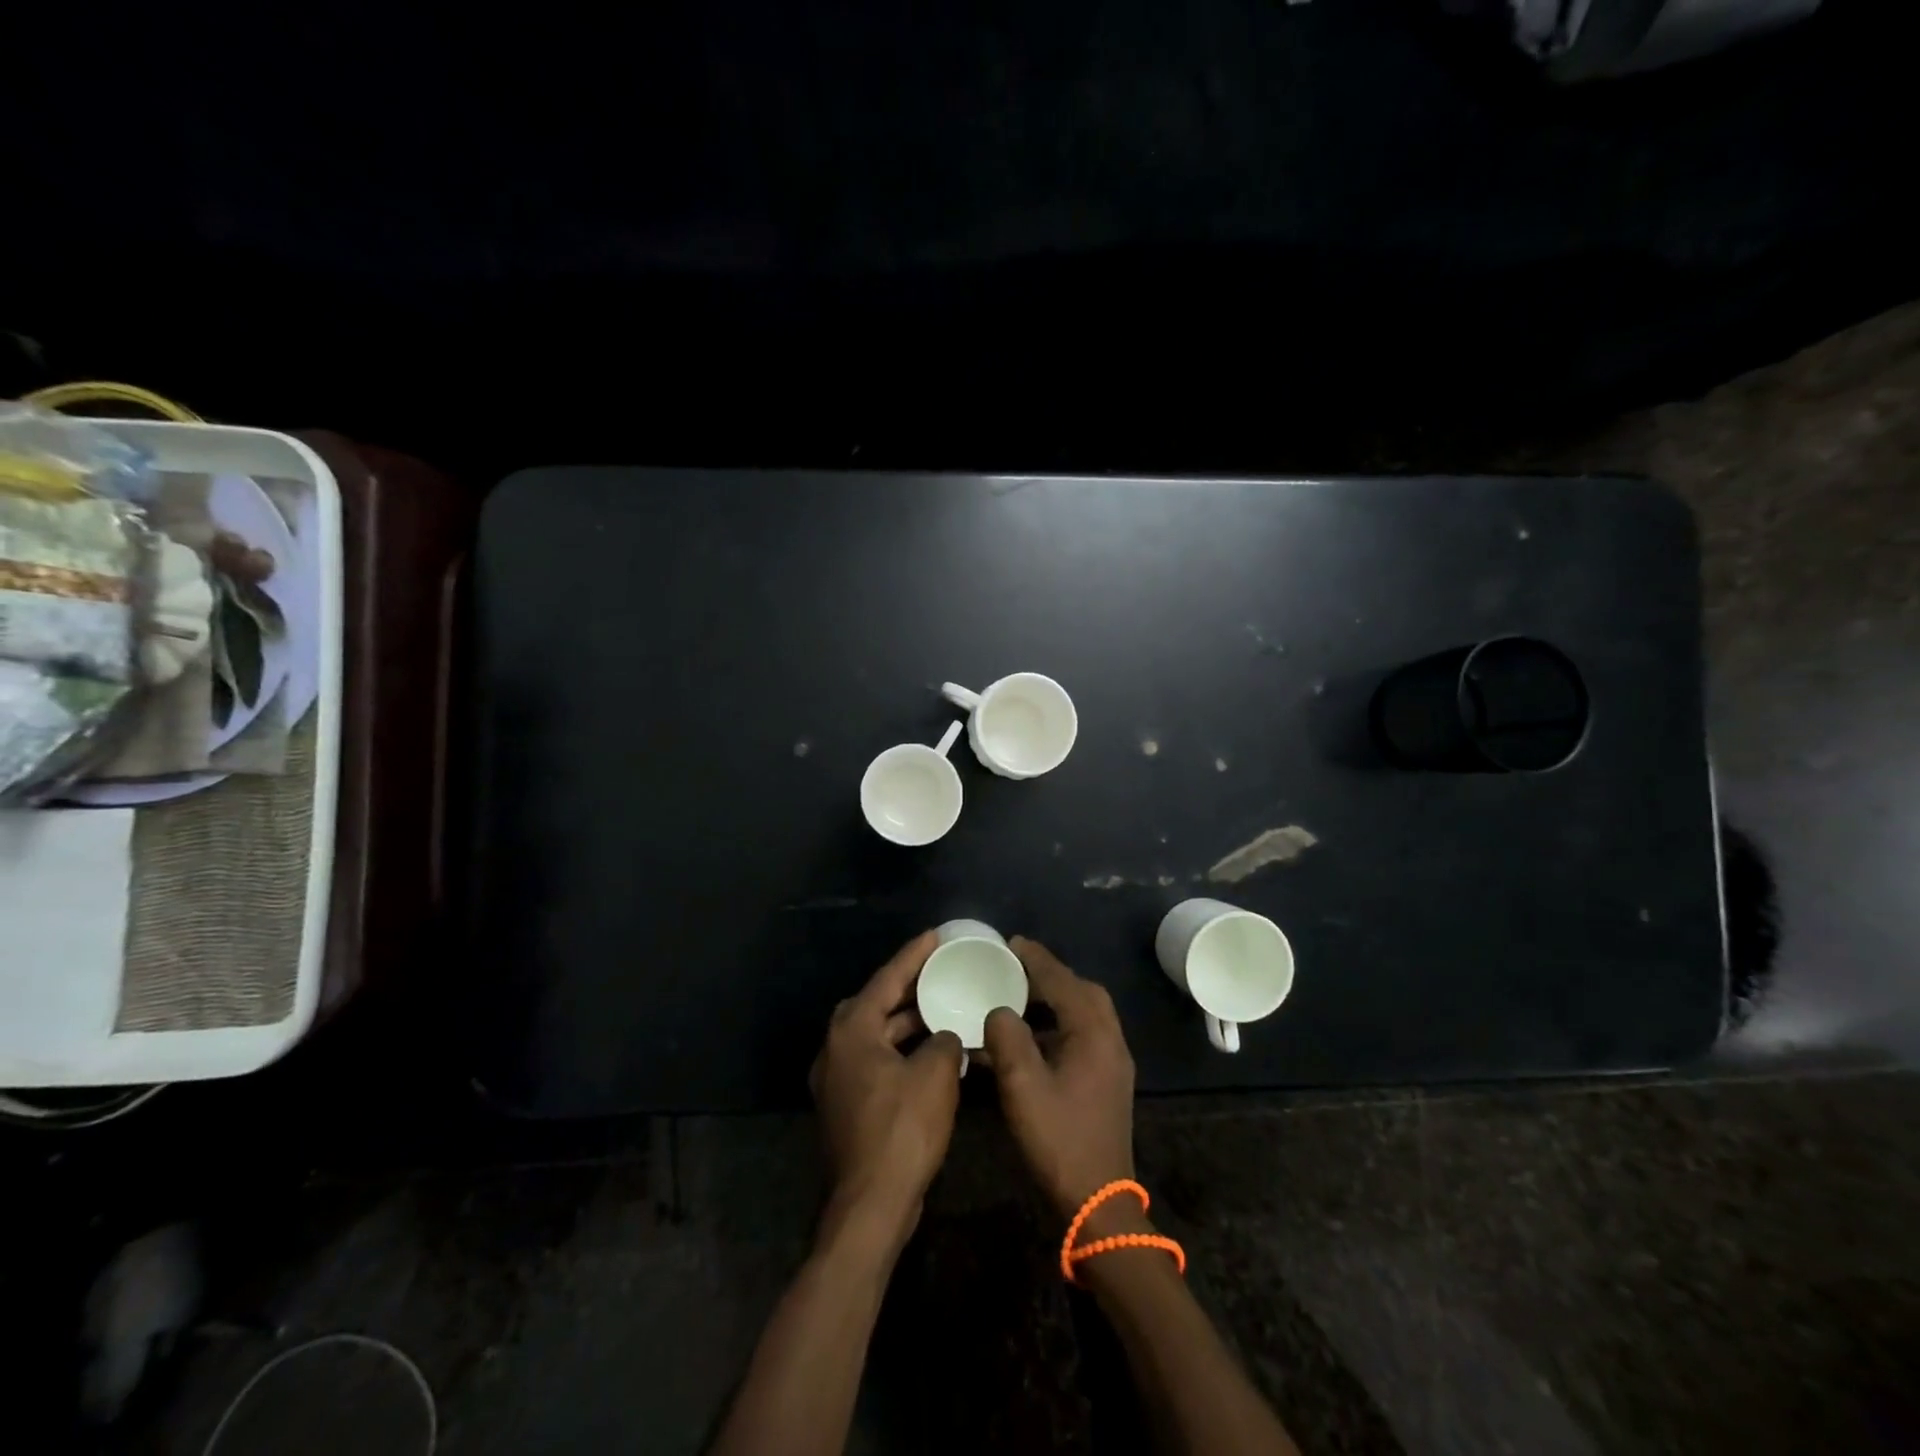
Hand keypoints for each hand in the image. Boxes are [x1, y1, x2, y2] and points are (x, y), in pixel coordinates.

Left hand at [810, 930, 964, 1253]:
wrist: (869, 1206)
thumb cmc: (901, 1131)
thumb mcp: (935, 1075)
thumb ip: (944, 1041)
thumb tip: (944, 1037)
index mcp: (852, 1029)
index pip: (887, 979)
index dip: (914, 955)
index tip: (936, 935)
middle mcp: (836, 1047)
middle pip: (875, 1003)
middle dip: (907, 987)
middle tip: (938, 972)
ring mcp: (836, 1078)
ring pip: (875, 1034)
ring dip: (906, 1023)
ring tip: (941, 1008)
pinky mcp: (845, 1105)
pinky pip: (875, 1060)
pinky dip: (900, 1050)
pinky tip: (930, 1054)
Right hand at [981, 937, 1136, 1218]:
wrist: (1097, 1200)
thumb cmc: (1059, 1139)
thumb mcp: (1022, 1086)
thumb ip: (1007, 1038)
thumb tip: (999, 1011)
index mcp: (1093, 1033)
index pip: (1062, 981)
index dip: (1036, 959)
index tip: (1012, 942)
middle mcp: (1110, 1039)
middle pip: (1082, 991)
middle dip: (1050, 974)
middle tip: (1017, 967)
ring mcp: (1112, 1061)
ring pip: (1086, 1012)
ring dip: (1056, 998)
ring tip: (1020, 995)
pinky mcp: (1107, 1080)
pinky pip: (1084, 1033)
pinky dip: (1059, 1022)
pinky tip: (1032, 1036)